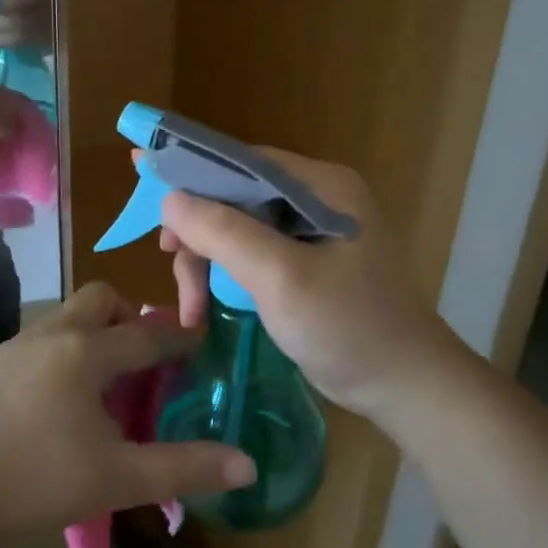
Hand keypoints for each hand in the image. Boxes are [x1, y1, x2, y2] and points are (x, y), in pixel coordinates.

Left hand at [0, 283, 256, 538]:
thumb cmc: (37, 481)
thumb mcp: (118, 478)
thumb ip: (185, 468)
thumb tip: (247, 464)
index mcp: (86, 353)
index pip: (146, 334)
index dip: (178, 336)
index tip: (199, 337)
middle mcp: (51, 335)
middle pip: (99, 299)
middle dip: (127, 317)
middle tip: (140, 357)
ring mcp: (13, 346)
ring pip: (64, 318)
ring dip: (90, 335)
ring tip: (100, 382)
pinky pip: (35, 342)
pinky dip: (58, 355)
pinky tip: (52, 401)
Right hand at [157, 148, 473, 421]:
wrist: (405, 387)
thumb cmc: (348, 327)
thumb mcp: (281, 278)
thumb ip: (224, 232)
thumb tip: (169, 197)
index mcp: (320, 185)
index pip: (242, 160)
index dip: (191, 168)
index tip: (143, 180)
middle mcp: (316, 197)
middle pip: (234, 195)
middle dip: (198, 230)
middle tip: (172, 263)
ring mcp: (311, 231)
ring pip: (236, 227)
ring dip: (205, 261)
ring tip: (191, 308)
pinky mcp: (305, 261)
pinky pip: (249, 252)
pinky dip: (223, 275)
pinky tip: (205, 306)